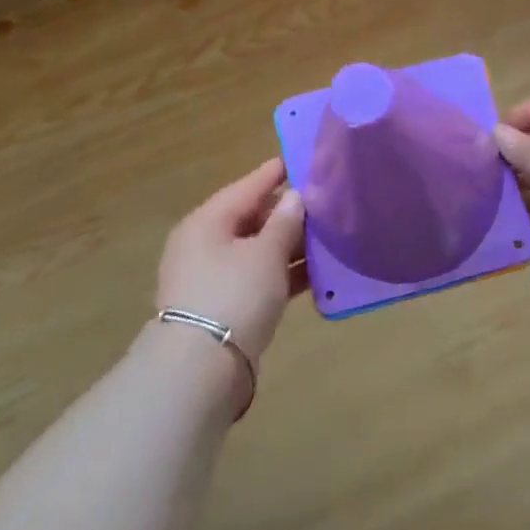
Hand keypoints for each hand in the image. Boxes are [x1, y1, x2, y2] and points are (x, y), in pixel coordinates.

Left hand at [154, 157, 306, 363]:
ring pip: (258, 250)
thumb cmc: (234, 295)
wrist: (200, 369)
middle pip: (252, 218)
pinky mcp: (224, 306)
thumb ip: (285, 222)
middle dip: (288, 212)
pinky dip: (284, 274)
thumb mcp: (266, 253)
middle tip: (325, 201)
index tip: (302, 160)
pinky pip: (259, 278)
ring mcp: (213, 277)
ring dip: (290, 245)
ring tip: (329, 235)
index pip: (247, 187)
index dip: (275, 173)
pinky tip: (316, 274)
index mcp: (208, 221)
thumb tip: (296, 196)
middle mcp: (205, 244)